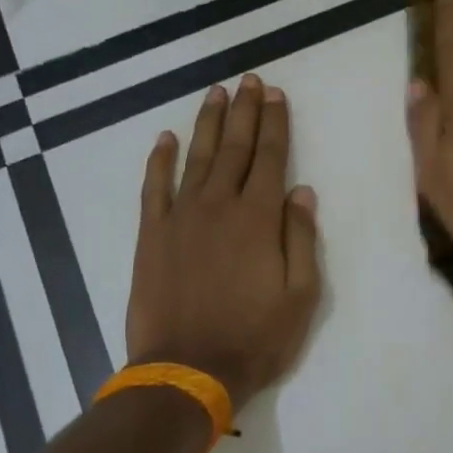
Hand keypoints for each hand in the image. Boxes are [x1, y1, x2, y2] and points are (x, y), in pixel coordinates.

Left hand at [126, 75, 321, 412]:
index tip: (276, 94)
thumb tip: (302, 192)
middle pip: (236, 148)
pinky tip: (165, 138)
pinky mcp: (151, 236)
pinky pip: (154, 187)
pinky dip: (159, 160)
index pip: (271, 158)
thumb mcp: (301, 296)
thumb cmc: (255, 338)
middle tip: (249, 80)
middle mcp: (219, 206)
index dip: (275, 123)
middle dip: (245, 112)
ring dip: (208, 124)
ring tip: (216, 94)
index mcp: (259, 219)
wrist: (187, 372)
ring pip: (197, 158)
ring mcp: (180, 218)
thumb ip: (301, 239)